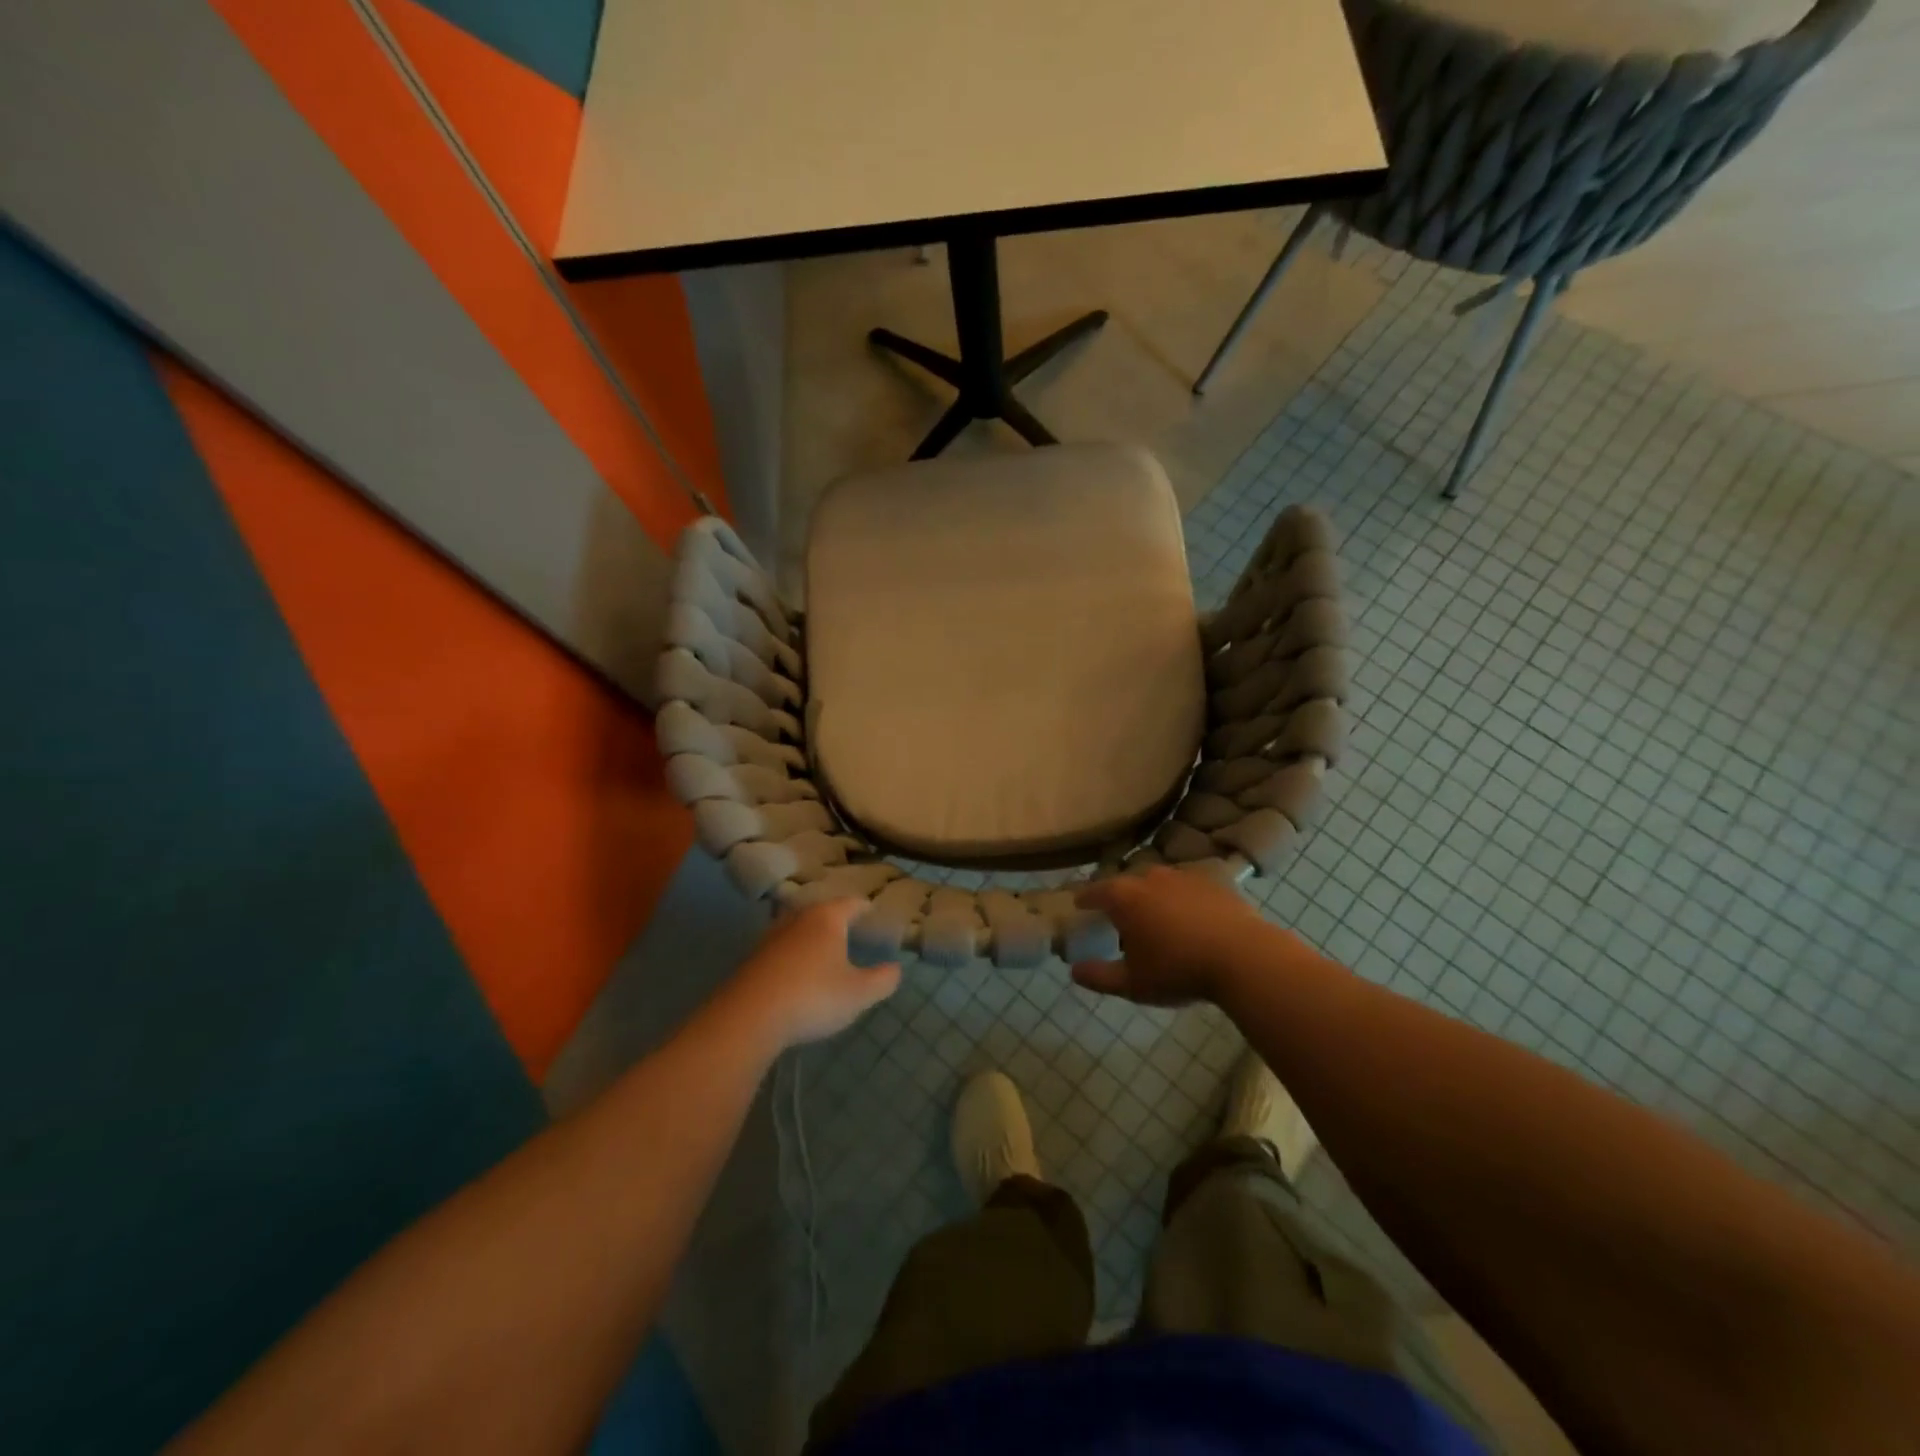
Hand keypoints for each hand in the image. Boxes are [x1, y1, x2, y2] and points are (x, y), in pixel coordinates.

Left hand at [725, 899, 900, 1049]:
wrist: (749, 1017)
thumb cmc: (813, 997)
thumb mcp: (858, 994)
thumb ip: (882, 980)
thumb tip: (895, 968)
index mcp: (827, 919)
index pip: (850, 903)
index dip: (863, 907)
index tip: (872, 910)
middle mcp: (797, 919)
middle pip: (820, 911)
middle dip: (835, 919)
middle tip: (849, 928)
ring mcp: (771, 938)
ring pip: (797, 928)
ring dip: (810, 936)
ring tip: (823, 949)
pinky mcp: (752, 959)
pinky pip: (780, 949)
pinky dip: (792, 954)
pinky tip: (796, 972)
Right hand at [1072, 866, 1272, 1005]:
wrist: (1243, 957)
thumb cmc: (1178, 969)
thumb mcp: (1133, 983)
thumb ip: (1099, 976)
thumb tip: (1074, 970)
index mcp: (1125, 897)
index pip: (1096, 891)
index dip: (1085, 899)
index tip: (1080, 905)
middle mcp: (1151, 878)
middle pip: (1128, 883)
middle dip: (1120, 897)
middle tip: (1119, 915)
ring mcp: (1184, 877)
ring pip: (1159, 883)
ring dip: (1152, 896)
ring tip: (1156, 917)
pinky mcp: (1214, 883)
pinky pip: (1188, 888)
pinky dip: (1182, 900)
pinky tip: (1190, 919)